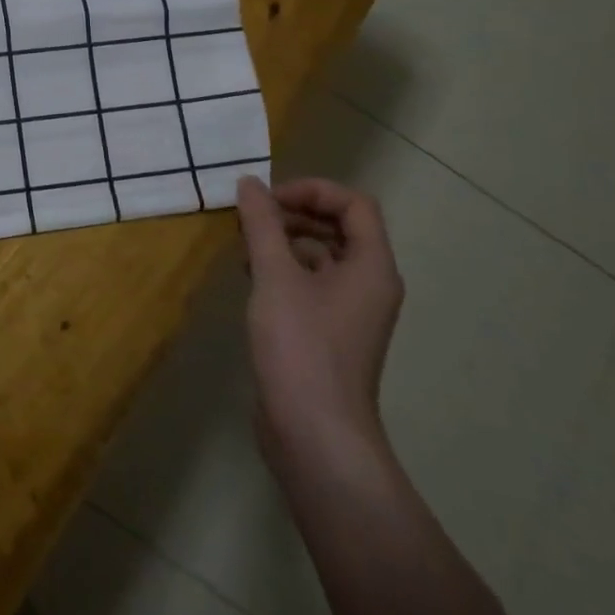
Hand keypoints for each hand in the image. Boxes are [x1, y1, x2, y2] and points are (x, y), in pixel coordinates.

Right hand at [236, 175, 403, 470]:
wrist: (314, 432)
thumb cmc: (300, 346)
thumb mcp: (275, 276)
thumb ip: (262, 225)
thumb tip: (249, 183)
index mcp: (372, 267)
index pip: (354, 204)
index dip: (312, 191)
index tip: (267, 200)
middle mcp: (369, 285)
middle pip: (339, 227)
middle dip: (294, 214)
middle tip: (250, 219)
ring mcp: (350, 312)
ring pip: (321, 256)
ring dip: (284, 241)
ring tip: (243, 246)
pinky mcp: (329, 333)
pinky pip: (310, 284)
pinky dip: (283, 270)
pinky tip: (250, 278)